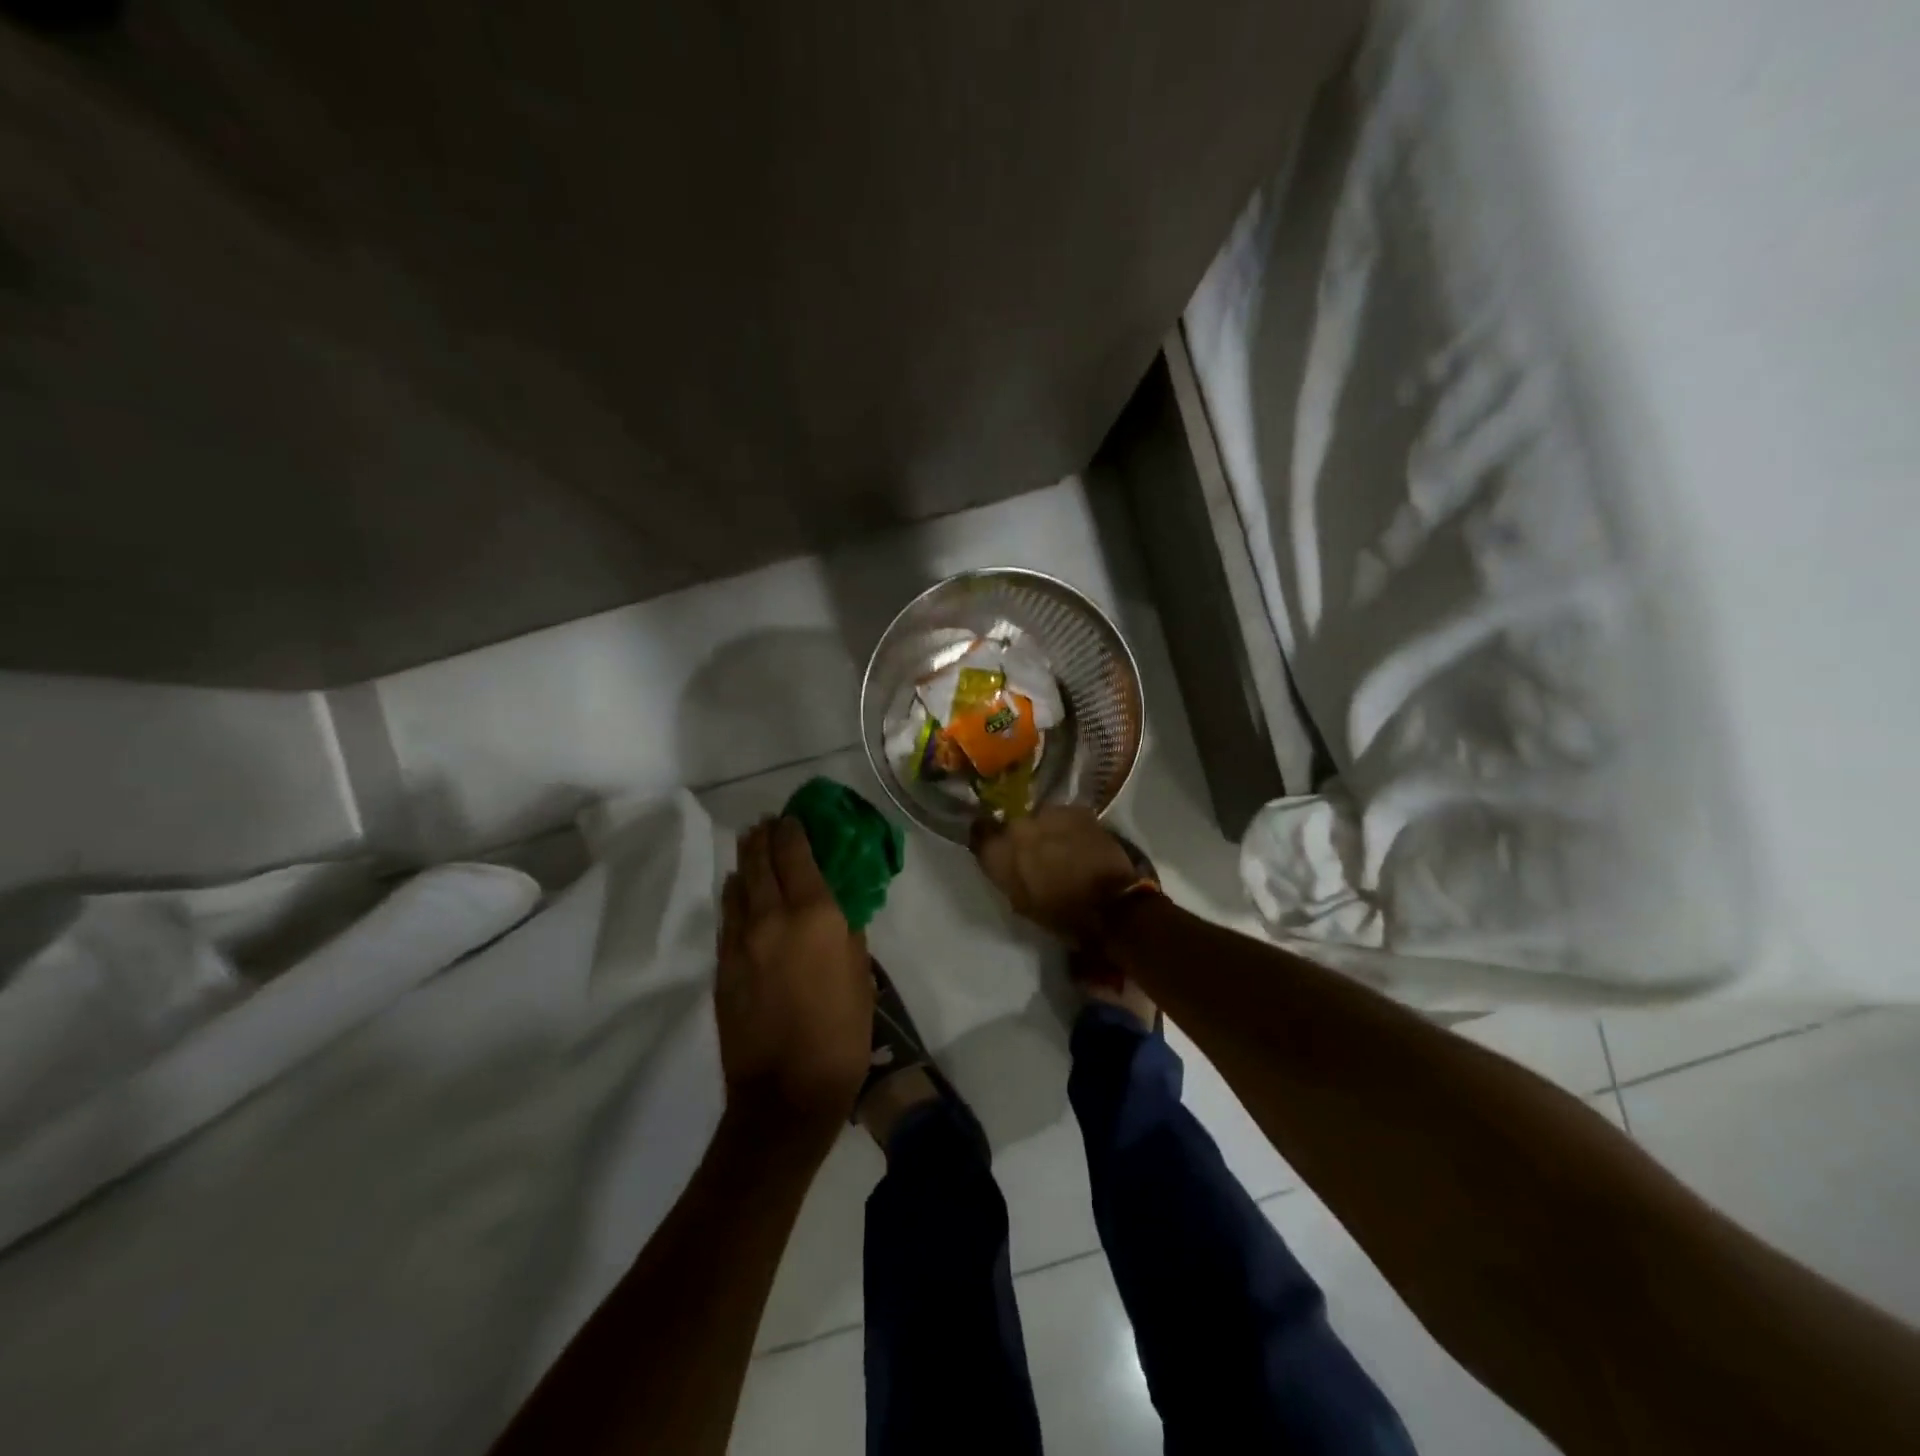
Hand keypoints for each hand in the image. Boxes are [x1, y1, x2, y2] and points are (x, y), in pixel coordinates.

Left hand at [716, 817, 873, 1133]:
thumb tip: (835, 910)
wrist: (786, 1094)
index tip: (794, 816)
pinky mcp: (723, 966)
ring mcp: (741, 941)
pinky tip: (737, 892)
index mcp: (814, 914)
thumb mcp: (861, 976)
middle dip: (763, 837)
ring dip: (744, 861)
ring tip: (750, 846)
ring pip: (737, 886)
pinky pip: (727, 916)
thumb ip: (847, 934)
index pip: (796, 854)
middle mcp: (772, 917)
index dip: (793, 829)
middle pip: (760, 861)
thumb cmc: (840, 1034)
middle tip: (767, 824)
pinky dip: (734, 896)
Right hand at [971, 807, 1141, 942]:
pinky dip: (1069, 827)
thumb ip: (1006, 874)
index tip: (996, 845)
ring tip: (1061, 846)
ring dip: (1047, 829)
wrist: (1109, 906)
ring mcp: (1049, 814)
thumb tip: (1003, 859)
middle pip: (1013, 824)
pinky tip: (1080, 841)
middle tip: (1035, 853)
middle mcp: (1017, 826)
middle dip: (1021, 836)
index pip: (979, 832)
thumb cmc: (1060, 915)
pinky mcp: (1077, 811)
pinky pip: (1066, 816)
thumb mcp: (1021, 902)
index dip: (987, 837)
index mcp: (999, 853)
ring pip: (1041, 817)